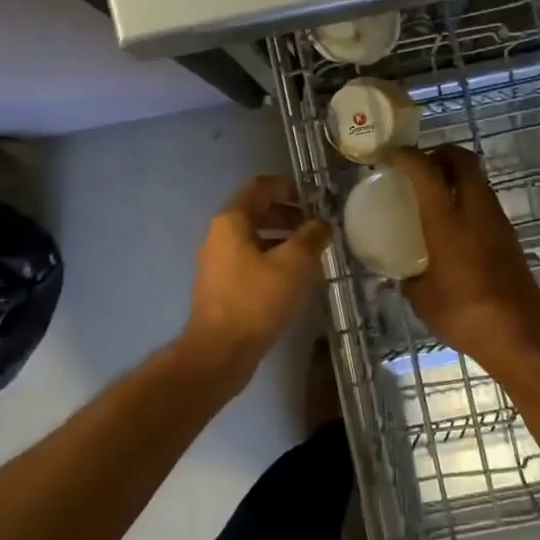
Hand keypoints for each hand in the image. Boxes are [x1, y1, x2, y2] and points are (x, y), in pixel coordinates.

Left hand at [183, 175, 331, 372]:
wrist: (220, 352)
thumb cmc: (256, 300)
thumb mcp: (293, 264)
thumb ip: (311, 237)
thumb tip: (322, 224)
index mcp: (231, 221)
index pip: (260, 187)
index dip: (288, 187)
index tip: (315, 200)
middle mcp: (218, 236)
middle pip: (256, 212)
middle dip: (289, 216)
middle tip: (317, 229)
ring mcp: (217, 263)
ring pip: (254, 239)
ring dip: (282, 240)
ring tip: (311, 254)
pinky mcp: (221, 287)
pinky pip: (249, 261)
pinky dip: (272, 260)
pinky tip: (293, 279)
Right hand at [387, 146, 539, 371]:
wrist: (519, 337)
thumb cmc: (463, 315)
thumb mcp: (422, 299)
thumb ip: (409, 278)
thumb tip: (403, 273)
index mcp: (448, 221)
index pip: (427, 171)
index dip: (408, 156)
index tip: (392, 156)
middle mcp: (476, 211)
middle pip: (464, 160)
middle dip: (440, 154)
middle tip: (420, 166)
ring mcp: (498, 223)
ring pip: (479, 180)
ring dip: (457, 176)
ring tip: (434, 194)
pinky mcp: (511, 238)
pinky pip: (486, 203)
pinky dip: (468, 199)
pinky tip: (454, 226)